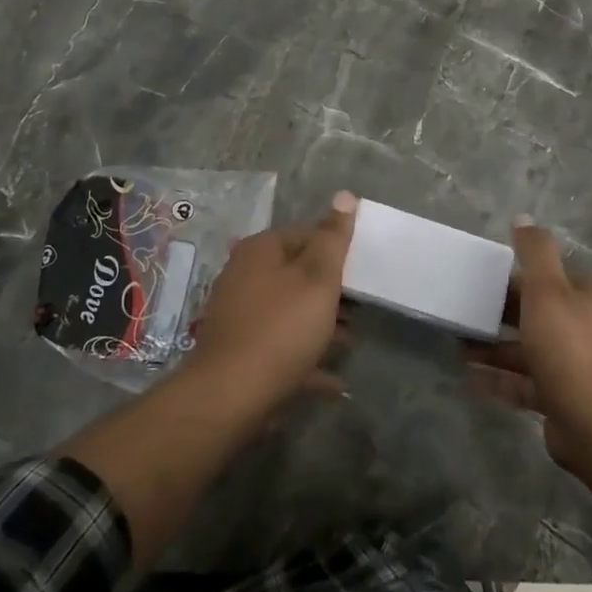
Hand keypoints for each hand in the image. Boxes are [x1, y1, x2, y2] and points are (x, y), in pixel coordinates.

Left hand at [181, 191, 356, 413]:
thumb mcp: (317, 278)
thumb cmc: (281, 328)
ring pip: (290, 312)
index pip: (305, 234)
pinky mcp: (240, 353)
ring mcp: (239, 316)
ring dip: (320, 325)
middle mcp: (244, 276)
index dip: (336, 250)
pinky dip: (306, 359)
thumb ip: (333, 238)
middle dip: (330, 290)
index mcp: (260, 251)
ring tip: (350, 341)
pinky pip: (281, 349)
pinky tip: (334, 381)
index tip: (361, 271)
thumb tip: (345, 195)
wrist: (230, 397)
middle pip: (296, 274)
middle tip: (361, 306)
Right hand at [467, 217, 591, 470]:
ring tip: (460, 346)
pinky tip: (472, 377)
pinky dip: (503, 378)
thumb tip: (523, 219)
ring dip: (497, 348)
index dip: (521, 277)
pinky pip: (529, 382)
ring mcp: (582, 366)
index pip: (556, 276)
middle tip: (469, 313)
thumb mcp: (547, 290)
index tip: (488, 281)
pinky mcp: (568, 397)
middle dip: (504, 314)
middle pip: (542, 313)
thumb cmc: (569, 346)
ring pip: (532, 349)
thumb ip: (534, 252)